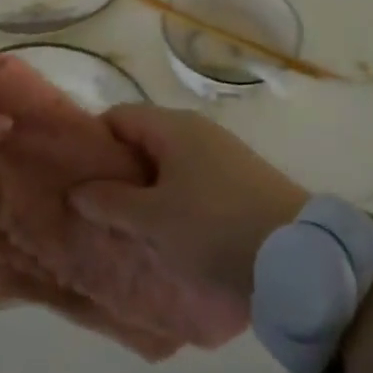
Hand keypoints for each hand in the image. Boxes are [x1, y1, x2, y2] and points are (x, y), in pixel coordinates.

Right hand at [70, 105, 306, 298]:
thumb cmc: (214, 227)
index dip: (93, 143)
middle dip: (117, 171)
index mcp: (173, 126)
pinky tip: (167, 232)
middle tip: (96, 208)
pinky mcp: (239, 180)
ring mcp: (221, 154)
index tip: (76, 178)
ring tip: (127, 226)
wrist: (296, 255)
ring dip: (145, 190)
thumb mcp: (153, 220)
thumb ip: (110, 201)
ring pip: (167, 164)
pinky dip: (173, 199)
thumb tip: (78, 189)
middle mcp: (197, 130)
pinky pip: (191, 180)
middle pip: (143, 140)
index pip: (119, 117)